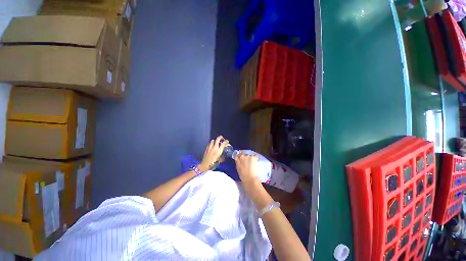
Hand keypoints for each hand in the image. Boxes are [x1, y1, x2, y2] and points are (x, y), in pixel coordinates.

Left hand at [199, 136, 228, 171]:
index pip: (224, 143)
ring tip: (217, 143)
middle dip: (221, 137)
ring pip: (213, 140)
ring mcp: (210, 147)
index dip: (226, 141)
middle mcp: (214, 147)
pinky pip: (210, 143)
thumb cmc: (213, 164)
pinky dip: (212, 144)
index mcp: (219, 150)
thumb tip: (224, 155)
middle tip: (222, 139)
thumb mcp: (220, 160)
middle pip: (218, 139)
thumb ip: (223, 157)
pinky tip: (212, 146)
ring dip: (215, 141)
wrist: (205, 165)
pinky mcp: (206, 148)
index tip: (227, 141)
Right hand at [234, 152, 260, 186]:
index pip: (238, 155)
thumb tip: (239, 160)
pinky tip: (256, 161)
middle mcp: (242, 156)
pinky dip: (255, 158)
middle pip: (244, 154)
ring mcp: (248, 156)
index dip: (239, 156)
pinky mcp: (254, 157)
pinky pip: (255, 156)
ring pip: (249, 155)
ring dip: (250, 157)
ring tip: (252, 162)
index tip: (241, 158)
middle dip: (245, 157)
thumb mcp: (238, 168)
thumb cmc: (243, 176)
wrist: (250, 178)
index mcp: (237, 159)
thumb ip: (238, 162)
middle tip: (247, 161)